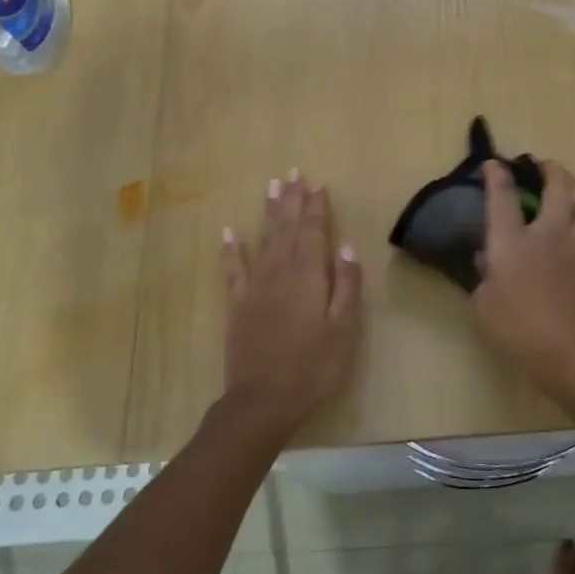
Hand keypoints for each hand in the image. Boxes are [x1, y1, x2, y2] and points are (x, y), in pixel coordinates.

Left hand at [221, 170, 363, 432]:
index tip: (319, 184)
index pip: (314, 231)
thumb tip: (345, 247)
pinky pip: (233, 269)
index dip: (317, 207)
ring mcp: (255, 286)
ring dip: (269, 212)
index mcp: (309, 275)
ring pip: (264, 239)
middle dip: (292, 199)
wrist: (263, 400)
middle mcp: (280, 271)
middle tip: (294, 173)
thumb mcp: (343, 328)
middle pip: (287, 228)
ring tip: (272, 187)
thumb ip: (345, 285)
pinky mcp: (238, 304)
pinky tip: (228, 232)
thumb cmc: (313, 366)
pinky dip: (232, 249)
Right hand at [473, 160, 574, 406]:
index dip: (496, 174)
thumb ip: (483, 279)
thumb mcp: (483, 308)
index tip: (493, 164)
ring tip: (572, 214)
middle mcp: (549, 234)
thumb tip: (489, 262)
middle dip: (551, 170)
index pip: (501, 196)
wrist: (574, 356)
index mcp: (512, 242)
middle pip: (558, 185)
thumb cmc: (519, 333)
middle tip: (545, 169)